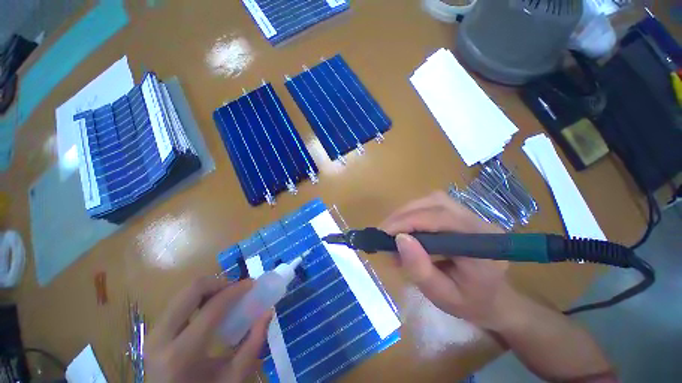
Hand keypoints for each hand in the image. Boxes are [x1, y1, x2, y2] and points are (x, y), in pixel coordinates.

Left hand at [146, 278, 271, 382]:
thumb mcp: (234, 378)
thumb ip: (253, 344)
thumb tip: (268, 312)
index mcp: (181, 354)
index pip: (212, 308)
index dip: (236, 290)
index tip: (252, 283)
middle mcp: (161, 338)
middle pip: (192, 290)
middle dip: (219, 283)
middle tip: (236, 290)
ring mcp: (153, 333)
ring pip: (184, 293)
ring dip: (209, 289)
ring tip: (225, 298)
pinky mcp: (153, 332)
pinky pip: (178, 303)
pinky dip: (198, 298)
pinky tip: (210, 308)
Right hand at [381, 191, 514, 329]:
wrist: (492, 298)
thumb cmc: (468, 302)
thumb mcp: (442, 295)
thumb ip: (420, 269)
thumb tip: (399, 238)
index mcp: (483, 246)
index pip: (443, 219)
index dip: (410, 221)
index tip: (385, 233)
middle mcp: (479, 223)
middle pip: (436, 203)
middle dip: (404, 215)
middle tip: (384, 232)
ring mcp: (471, 215)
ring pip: (432, 200)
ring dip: (407, 212)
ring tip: (392, 230)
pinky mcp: (460, 214)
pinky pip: (432, 204)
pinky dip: (413, 213)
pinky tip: (404, 227)